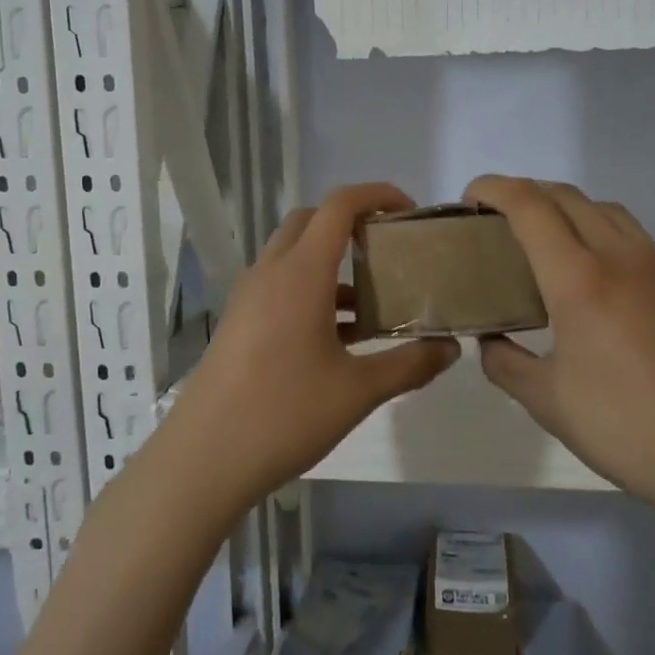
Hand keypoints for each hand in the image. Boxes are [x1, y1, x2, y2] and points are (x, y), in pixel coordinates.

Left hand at [167, 183, 457, 508]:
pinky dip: (312, 291)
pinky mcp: (239, 322)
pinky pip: (280, 286)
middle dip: (351, 223)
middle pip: (311, 221)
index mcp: (301, 273)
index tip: (409, 212)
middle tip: (388, 250)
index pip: (339, 206)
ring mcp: (249, 297)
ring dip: (331, 262)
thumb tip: (451, 349)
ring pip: (293, 256)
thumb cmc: (284, 415)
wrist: (203, 459)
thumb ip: (410, 364)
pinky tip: (339, 336)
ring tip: (373, 300)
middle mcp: (271, 273)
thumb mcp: (358, 392)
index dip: (377, 195)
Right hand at [463, 175, 654, 507]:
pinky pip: (633, 238)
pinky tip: (595, 278)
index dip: (495, 189)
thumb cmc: (624, 427)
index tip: (470, 198)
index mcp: (580, 279)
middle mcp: (621, 258)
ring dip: (568, 208)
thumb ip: (506, 363)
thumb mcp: (547, 401)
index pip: (531, 207)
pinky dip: (601, 233)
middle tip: (499, 220)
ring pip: (607, 211)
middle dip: (527, 193)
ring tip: (546, 242)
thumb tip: (491, 343)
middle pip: (569, 197)